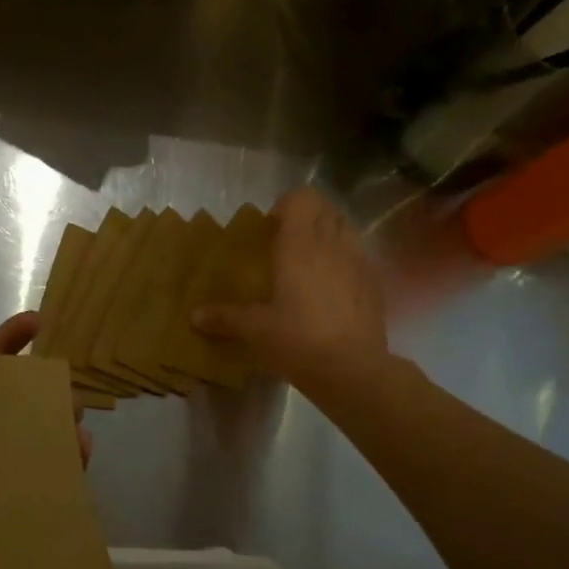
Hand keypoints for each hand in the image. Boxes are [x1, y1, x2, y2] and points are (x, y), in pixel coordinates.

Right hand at [191, 187, 387, 385]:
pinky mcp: (375, 283)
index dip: (286, 205)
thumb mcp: (255, 329)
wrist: (352, 370)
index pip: (301, 198)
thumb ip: (224, 317)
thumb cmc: (297, 340)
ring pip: (346, 228)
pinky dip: (345, 259)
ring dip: (329, 234)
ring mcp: (359, 261)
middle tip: (287, 243)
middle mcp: (332, 243)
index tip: (271, 228)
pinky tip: (333, 288)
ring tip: (311, 262)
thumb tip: (193, 316)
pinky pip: (359, 255)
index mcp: (300, 244)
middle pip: (325, 208)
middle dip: (307, 217)